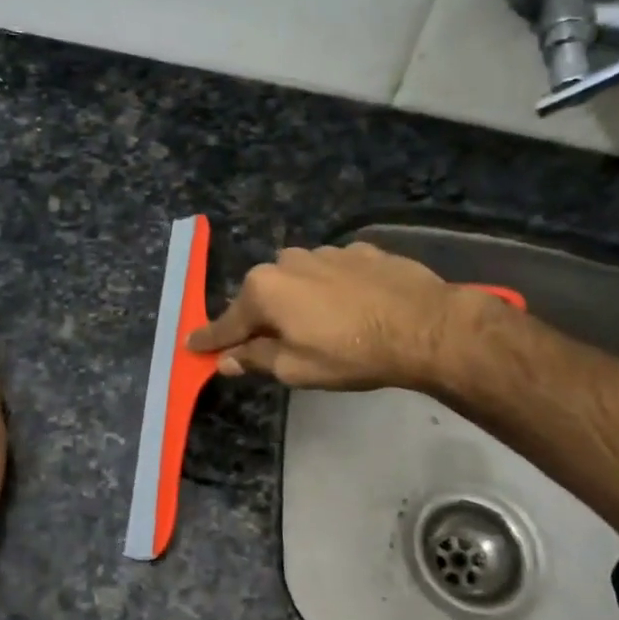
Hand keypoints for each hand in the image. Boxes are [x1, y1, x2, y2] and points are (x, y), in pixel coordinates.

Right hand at [188, 242, 509, 391]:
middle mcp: (286, 262)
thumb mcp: (296, 369)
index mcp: (264, 290)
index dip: (210, 339)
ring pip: (296, 280)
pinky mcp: (359, 250)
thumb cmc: (352, 354)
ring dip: (297, 300)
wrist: (426, 326)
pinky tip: (351, 307)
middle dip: (260, 319)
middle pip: (261, 296)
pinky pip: (330, 272)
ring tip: (320, 326)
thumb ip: (255, 359)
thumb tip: (226, 360)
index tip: (192, 346)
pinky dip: (330, 289)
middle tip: (269, 344)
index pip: (227, 323)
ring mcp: (325, 252)